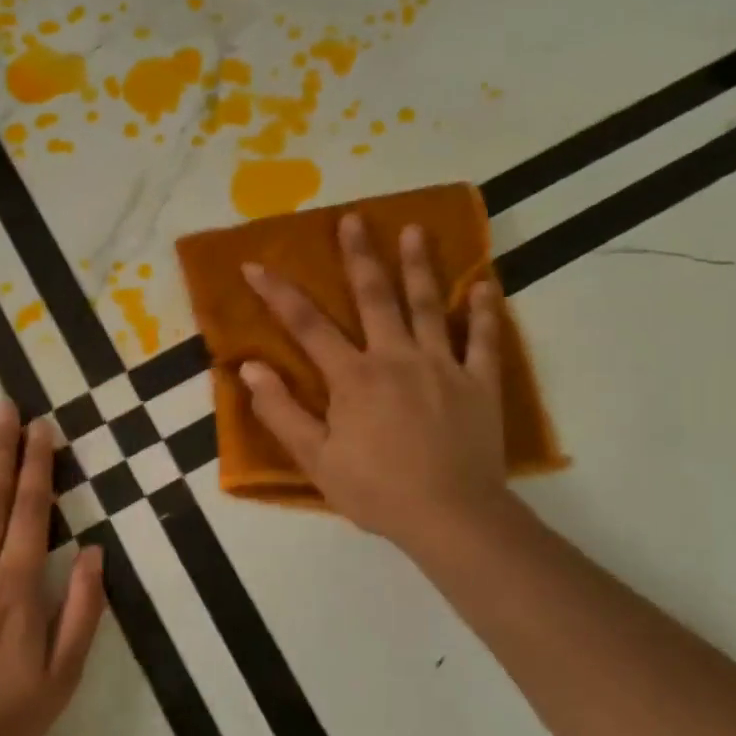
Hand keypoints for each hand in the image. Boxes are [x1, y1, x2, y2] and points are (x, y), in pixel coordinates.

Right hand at [241, 214, 510, 557]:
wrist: (452, 518)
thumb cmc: (377, 491)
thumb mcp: (316, 459)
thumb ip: (281, 411)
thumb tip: (249, 369)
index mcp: (354, 377)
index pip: (307, 325)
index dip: (278, 293)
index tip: (254, 264)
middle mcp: (397, 358)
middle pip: (375, 297)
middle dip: (360, 256)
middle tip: (354, 218)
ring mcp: (443, 366)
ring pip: (430, 305)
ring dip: (420, 266)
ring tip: (415, 229)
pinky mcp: (480, 384)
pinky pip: (485, 340)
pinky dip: (486, 311)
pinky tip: (486, 284)